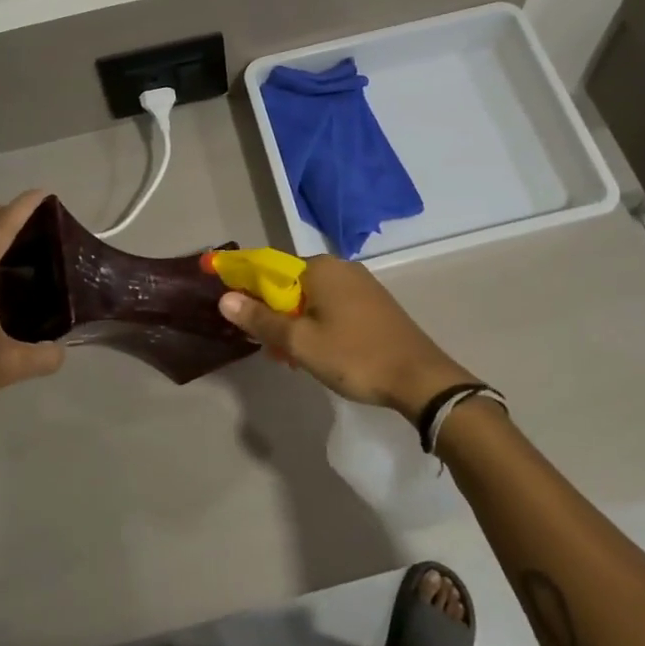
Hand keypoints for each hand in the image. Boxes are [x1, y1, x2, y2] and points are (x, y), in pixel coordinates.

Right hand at [218, 256, 473, 422]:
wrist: (419, 378)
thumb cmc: (353, 356)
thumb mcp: (300, 342)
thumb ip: (260, 319)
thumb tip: (224, 298)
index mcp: (319, 268)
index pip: (268, 267)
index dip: (247, 288)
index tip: (237, 314)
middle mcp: (340, 267)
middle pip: (291, 284)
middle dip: (275, 314)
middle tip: (275, 351)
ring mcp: (361, 284)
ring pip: (312, 299)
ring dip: (297, 325)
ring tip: (296, 359)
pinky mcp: (375, 304)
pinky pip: (333, 307)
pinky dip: (319, 326)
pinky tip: (322, 354)